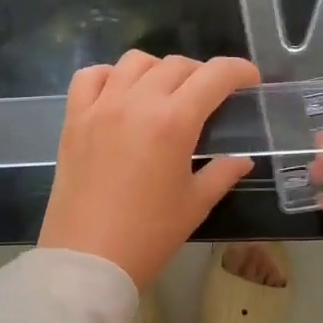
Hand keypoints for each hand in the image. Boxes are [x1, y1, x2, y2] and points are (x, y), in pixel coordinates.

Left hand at [38, 51, 261, 288]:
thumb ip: (222, 173)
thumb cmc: (149, 235)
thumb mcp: (195, 205)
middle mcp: (136, 102)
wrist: (88, 259)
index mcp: (173, 122)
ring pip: (134, 62)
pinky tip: (119, 93)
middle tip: (210, 96)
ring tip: (165, 92)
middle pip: (175, 65)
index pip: (214, 76)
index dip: (238, 71)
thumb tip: (241, 159)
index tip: (249, 79)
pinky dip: (109, 75)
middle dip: (201, 73)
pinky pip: (90, 77)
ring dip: (158, 70)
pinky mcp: (73, 119)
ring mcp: (100, 107)